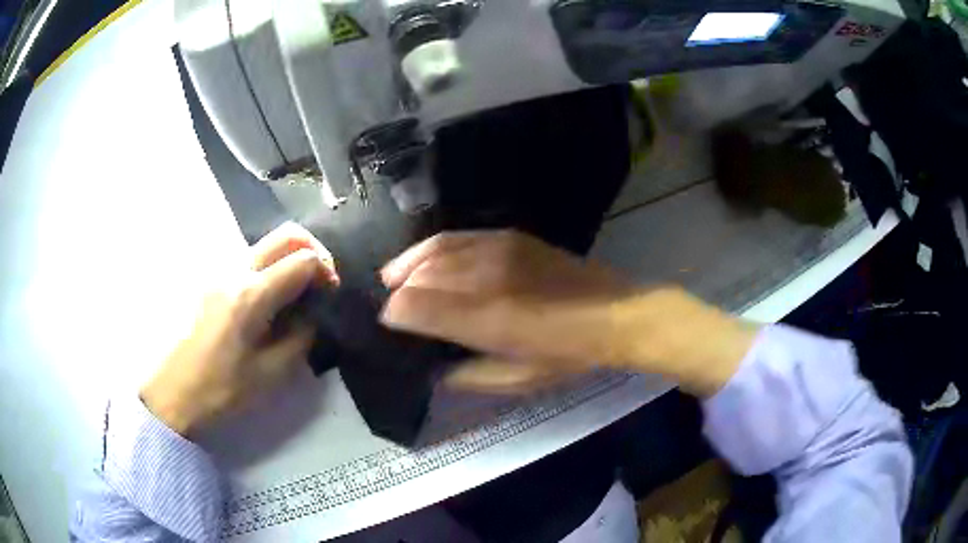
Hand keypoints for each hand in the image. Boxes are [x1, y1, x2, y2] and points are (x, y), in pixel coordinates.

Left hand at [141, 223, 337, 437]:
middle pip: (286, 234)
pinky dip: (269, 269)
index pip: (302, 260)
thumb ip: (300, 338)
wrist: (172, 392)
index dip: (326, 271)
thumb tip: (313, 315)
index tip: (331, 294)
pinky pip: (248, 260)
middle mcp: (236, 270)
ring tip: (295, 295)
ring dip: (289, 259)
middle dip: (313, 250)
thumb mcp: (270, 374)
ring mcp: (219, 271)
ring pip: (266, 244)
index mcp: (252, 295)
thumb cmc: (220, 389)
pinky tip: (268, 302)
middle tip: (320, 281)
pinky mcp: (211, 280)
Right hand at [380, 230, 756, 395]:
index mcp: (487, 320)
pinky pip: (459, 236)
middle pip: (421, 276)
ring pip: (435, 251)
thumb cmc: (569, 356)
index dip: (394, 315)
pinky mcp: (510, 237)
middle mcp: (486, 279)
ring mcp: (498, 251)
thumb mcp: (519, 380)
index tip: (387, 323)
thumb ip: (470, 377)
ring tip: (394, 276)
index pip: (417, 309)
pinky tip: (426, 257)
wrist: (616, 314)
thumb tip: (435, 371)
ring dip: (409, 264)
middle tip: (390, 303)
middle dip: (399, 290)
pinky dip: (433, 247)